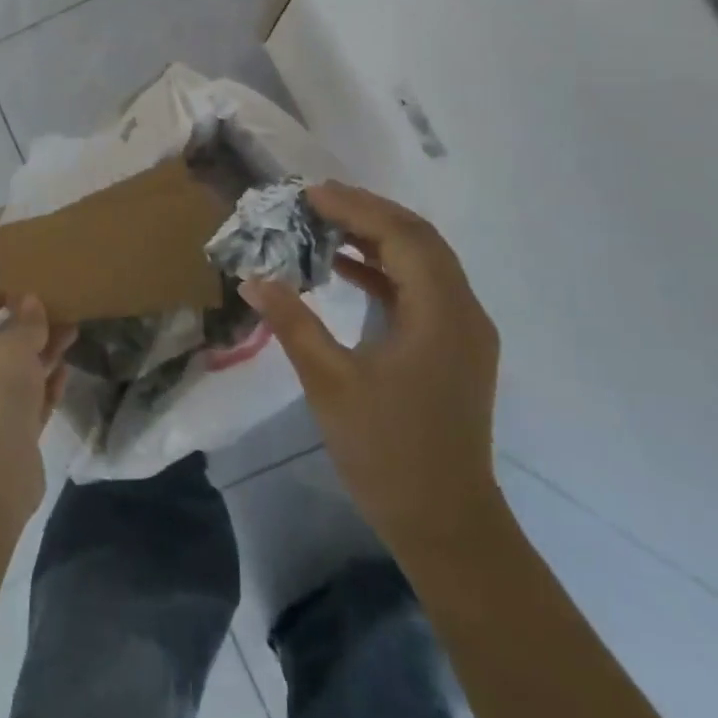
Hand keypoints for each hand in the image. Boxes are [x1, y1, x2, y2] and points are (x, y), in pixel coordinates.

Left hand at [0, 285, 74, 524]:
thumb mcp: (12, 348)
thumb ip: (25, 321)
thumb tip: (30, 301)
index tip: (26, 286)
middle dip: (28, 323)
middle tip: (61, 308)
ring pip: (18, 369)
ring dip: (43, 350)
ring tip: (73, 331)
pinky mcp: (12, 433)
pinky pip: (31, 399)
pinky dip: (47, 383)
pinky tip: (66, 369)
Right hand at [241, 182, 503, 560]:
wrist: (445, 523)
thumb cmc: (387, 452)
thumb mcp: (330, 383)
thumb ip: (293, 323)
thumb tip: (253, 278)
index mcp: (441, 314)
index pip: (402, 237)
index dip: (356, 208)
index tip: (309, 194)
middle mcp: (463, 312)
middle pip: (419, 240)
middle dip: (368, 213)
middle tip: (315, 199)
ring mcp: (464, 332)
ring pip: (423, 263)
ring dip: (377, 238)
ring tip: (324, 223)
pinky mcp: (453, 349)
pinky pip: (421, 290)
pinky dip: (384, 270)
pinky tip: (343, 268)